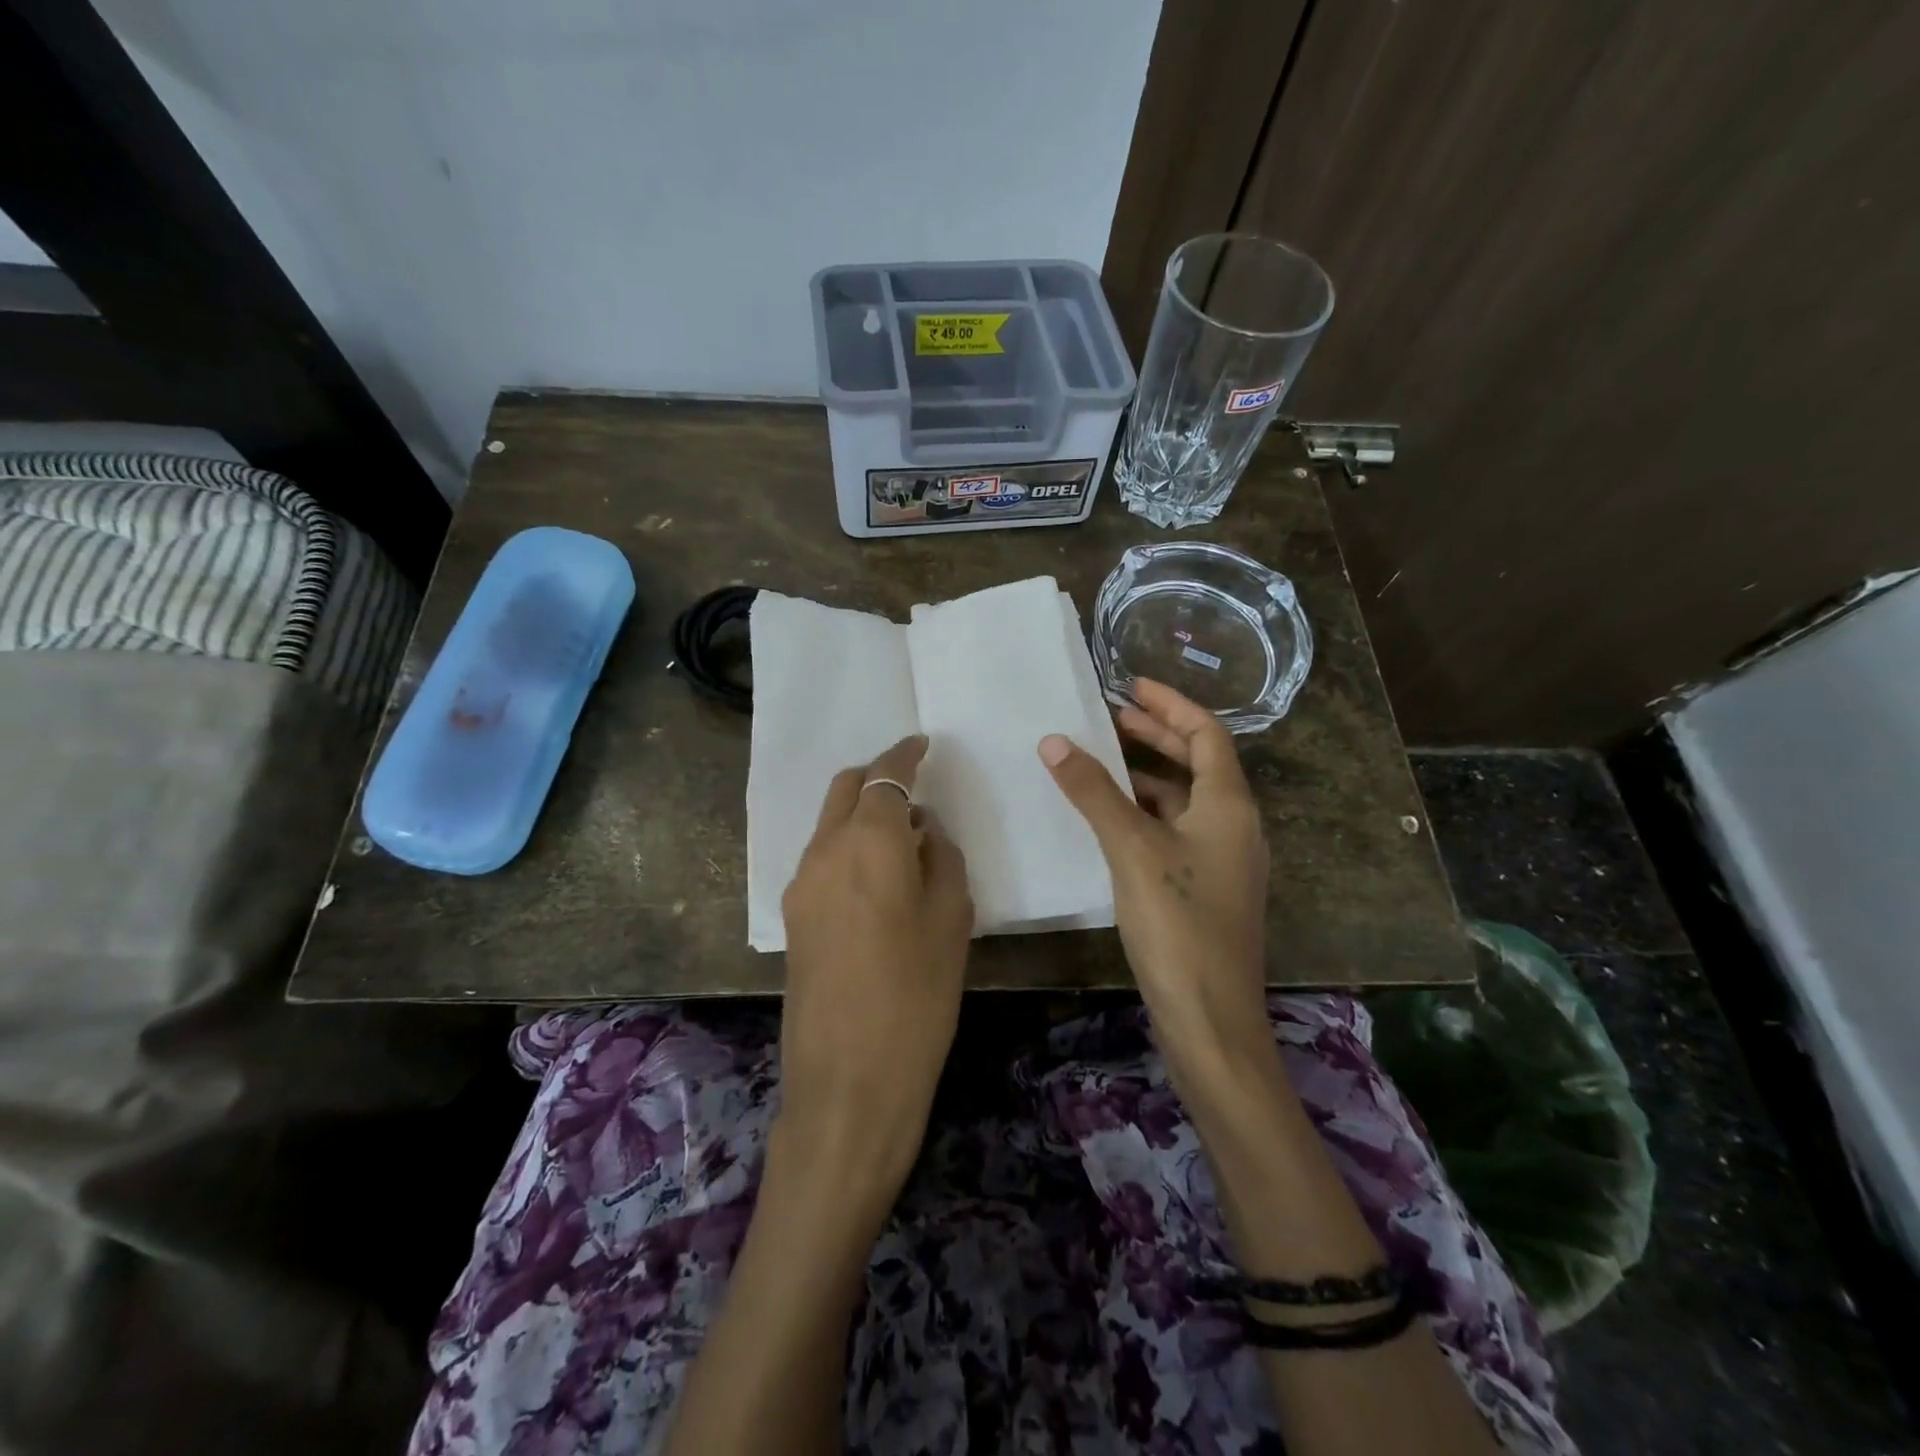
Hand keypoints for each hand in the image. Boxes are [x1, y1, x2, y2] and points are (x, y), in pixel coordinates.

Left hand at [778, 734, 973, 1199]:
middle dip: (877, 776)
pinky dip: (848, 844)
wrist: (848, 1081)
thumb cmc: (917, 997)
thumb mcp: (951, 921)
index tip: (923, 744)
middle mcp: (825, 850)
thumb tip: (925, 831)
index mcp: (869, 842)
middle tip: (913, 786)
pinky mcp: (793, 915)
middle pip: (845, 788)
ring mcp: (801, 883)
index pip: (886, 777)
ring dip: (861, 813)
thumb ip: (941, 860)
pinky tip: (878, 875)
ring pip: (829, 822)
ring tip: (903, 837)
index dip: (905, 754)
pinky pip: (822, 856)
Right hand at [1038, 680, 1270, 1077]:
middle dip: (1158, 735)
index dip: (1170, 703)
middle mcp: (1235, 825)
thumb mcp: (1131, 848)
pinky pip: (1176, 831)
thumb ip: (1094, 792)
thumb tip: (1055, 741)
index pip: (1206, 733)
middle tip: (1113, 716)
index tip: (1130, 684)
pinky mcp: (1206, 888)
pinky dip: (1146, 814)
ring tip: (1102, 763)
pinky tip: (1112, 821)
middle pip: (1199, 763)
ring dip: (1148, 776)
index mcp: (1229, 804)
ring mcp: (1223, 859)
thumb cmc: (1178, 922)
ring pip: (1185, 800)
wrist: (1209, 1017)